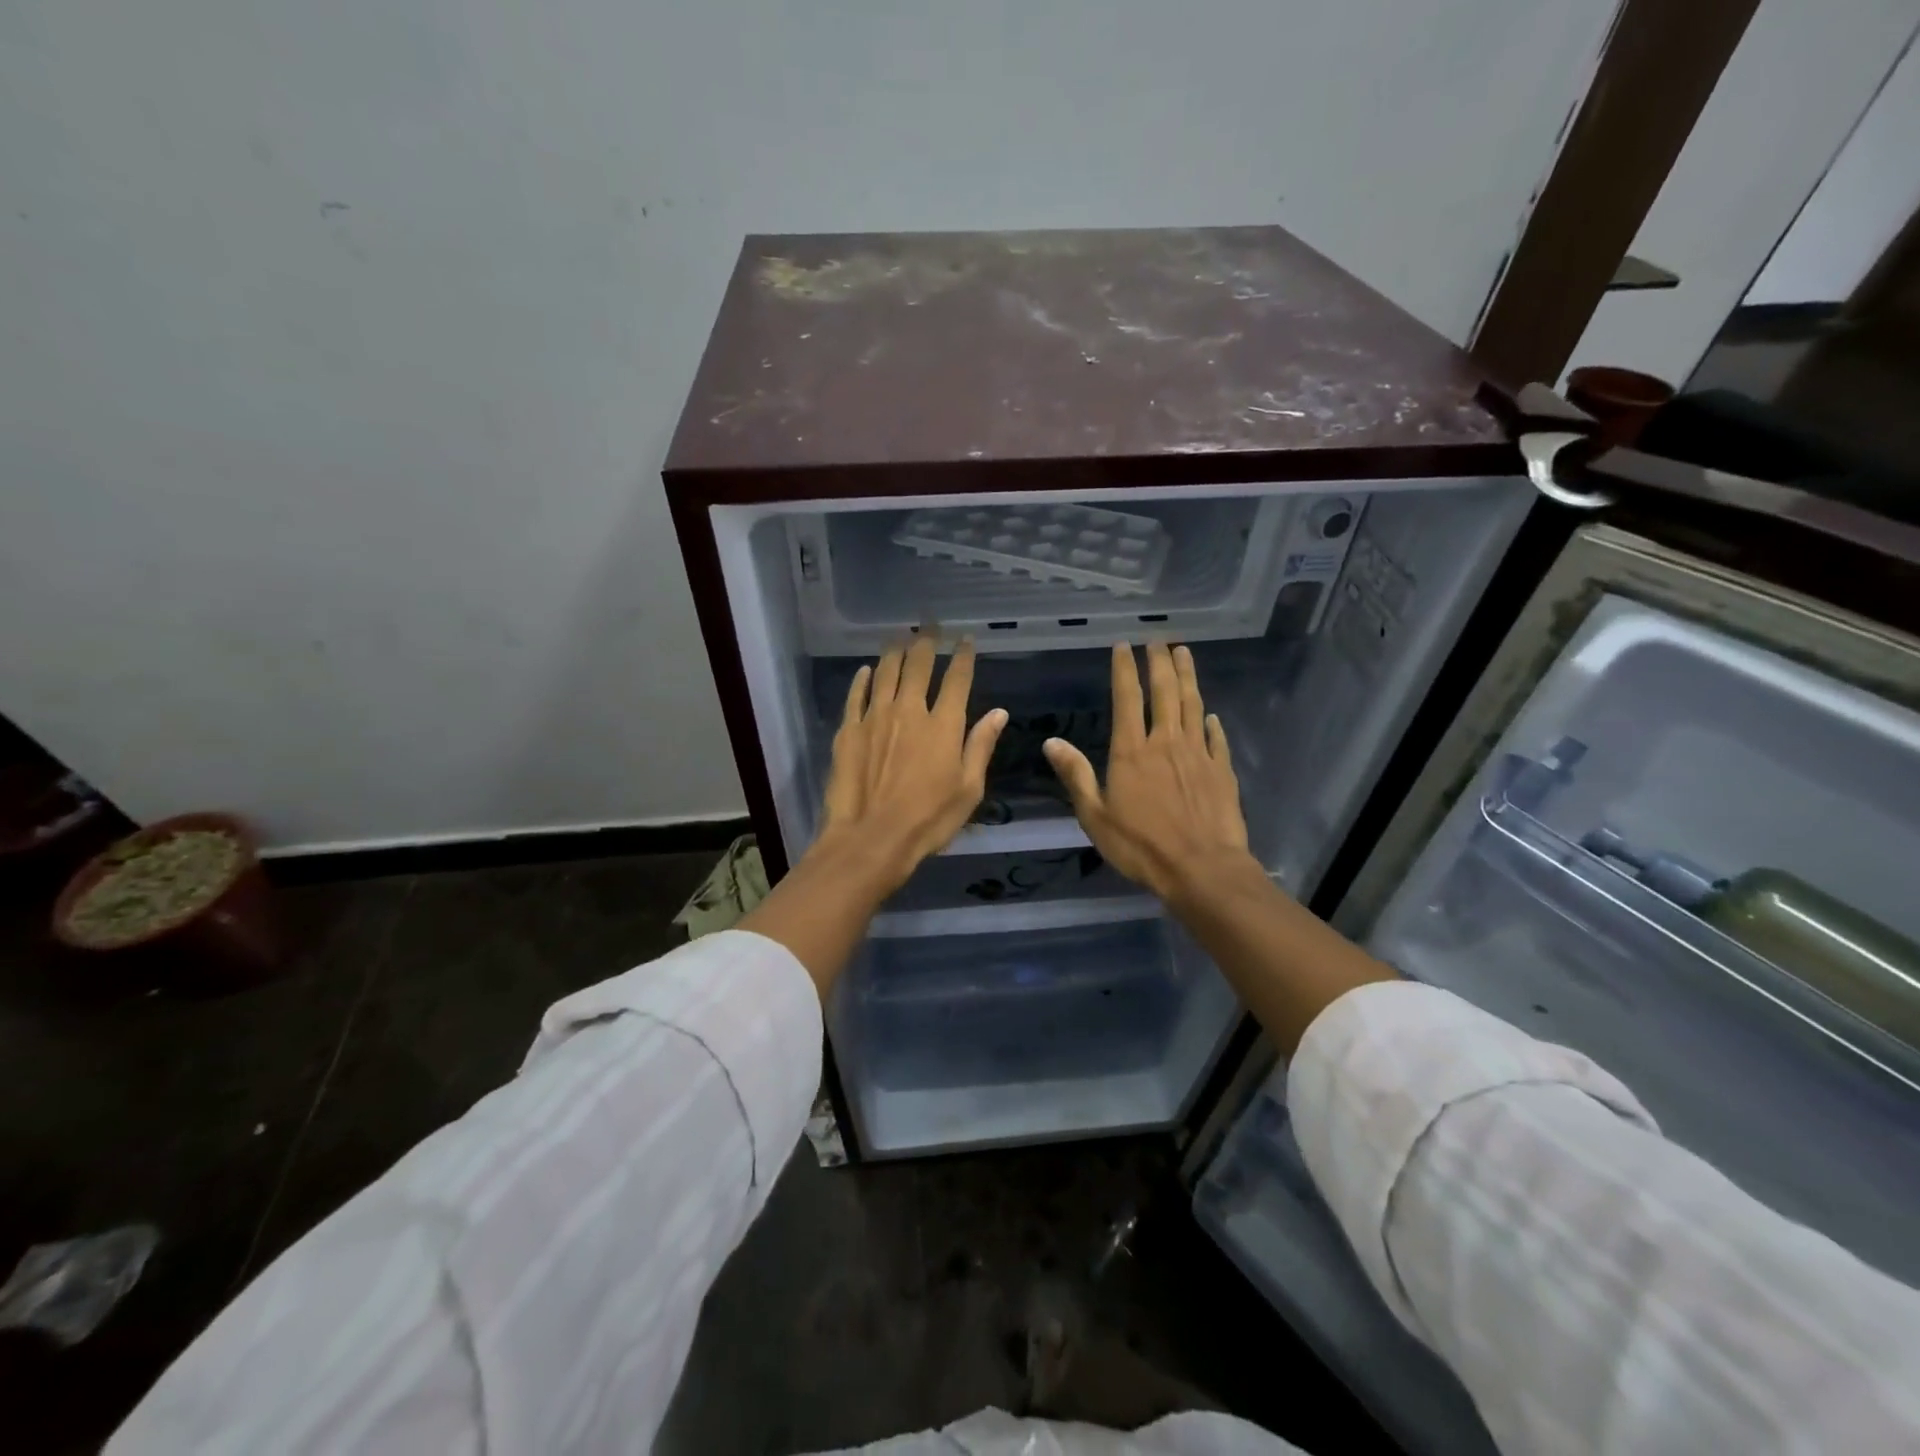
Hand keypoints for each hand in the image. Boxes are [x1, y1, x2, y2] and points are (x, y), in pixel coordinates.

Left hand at [818, 635, 1008, 890]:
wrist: (871, 838)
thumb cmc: (928, 820)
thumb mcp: (968, 789)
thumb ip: (981, 746)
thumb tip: (999, 713)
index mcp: (944, 725)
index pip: (957, 679)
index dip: (963, 656)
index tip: (966, 639)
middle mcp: (910, 711)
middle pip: (919, 666)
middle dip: (926, 642)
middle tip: (929, 626)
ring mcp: (875, 717)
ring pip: (886, 673)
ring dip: (895, 652)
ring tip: (900, 637)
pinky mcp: (848, 730)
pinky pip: (856, 695)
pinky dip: (863, 680)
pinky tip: (866, 671)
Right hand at [1042, 642, 1249, 900]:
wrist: (1203, 869)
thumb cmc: (1142, 846)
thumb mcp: (1095, 816)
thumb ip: (1075, 775)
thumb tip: (1051, 741)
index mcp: (1132, 752)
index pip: (1127, 699)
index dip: (1124, 670)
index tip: (1123, 645)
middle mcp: (1166, 743)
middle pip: (1164, 693)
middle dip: (1159, 663)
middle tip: (1158, 640)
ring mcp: (1199, 755)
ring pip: (1193, 706)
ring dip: (1187, 678)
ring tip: (1184, 654)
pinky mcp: (1222, 771)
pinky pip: (1217, 739)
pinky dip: (1212, 722)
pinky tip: (1211, 715)